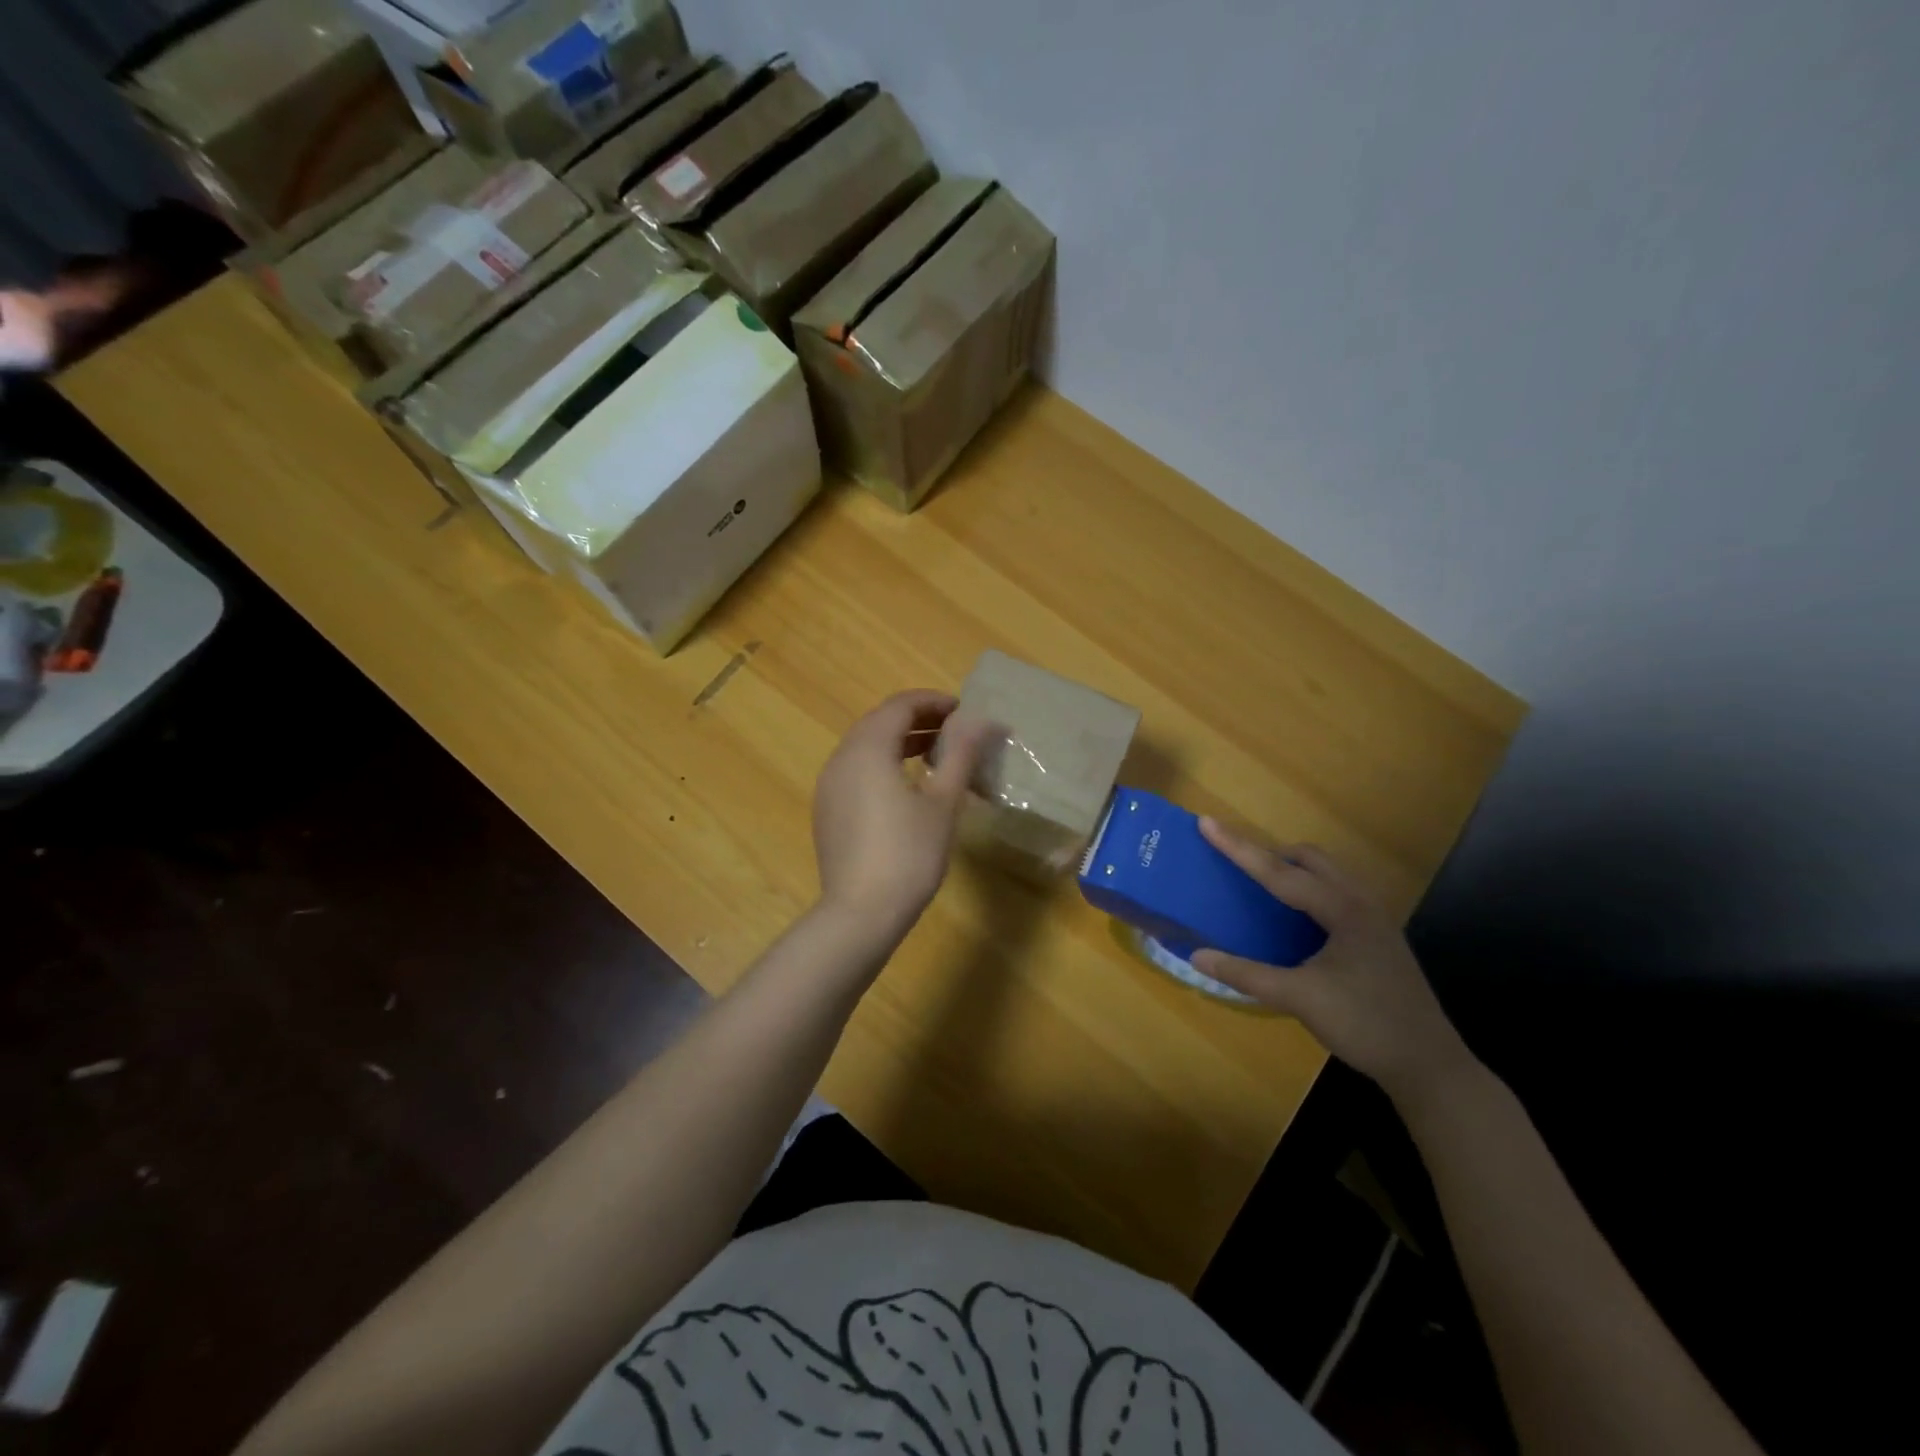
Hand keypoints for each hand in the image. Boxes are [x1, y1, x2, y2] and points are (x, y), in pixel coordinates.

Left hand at [812, 691, 1002, 942]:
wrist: (861, 914)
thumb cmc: (909, 854)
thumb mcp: (943, 803)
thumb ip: (961, 755)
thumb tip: (982, 721)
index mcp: (867, 749)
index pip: (900, 706)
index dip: (933, 701)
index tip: (963, 710)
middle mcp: (841, 758)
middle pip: (879, 722)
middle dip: (917, 719)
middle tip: (953, 730)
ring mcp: (829, 786)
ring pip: (865, 746)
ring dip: (899, 741)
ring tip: (935, 753)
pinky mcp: (827, 810)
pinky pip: (856, 770)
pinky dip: (882, 763)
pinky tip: (905, 785)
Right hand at [1191, 820, 1475, 1102]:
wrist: (1429, 1065)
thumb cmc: (1365, 1024)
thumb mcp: (1300, 999)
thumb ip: (1246, 975)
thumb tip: (1197, 956)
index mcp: (1343, 910)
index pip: (1280, 872)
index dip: (1239, 848)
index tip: (1207, 823)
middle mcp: (1361, 903)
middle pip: (1310, 859)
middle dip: (1270, 854)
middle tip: (1235, 863)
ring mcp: (1375, 920)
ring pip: (1328, 874)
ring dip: (1293, 870)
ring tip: (1263, 886)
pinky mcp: (1378, 937)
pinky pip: (1337, 893)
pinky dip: (1309, 890)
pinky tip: (1296, 919)